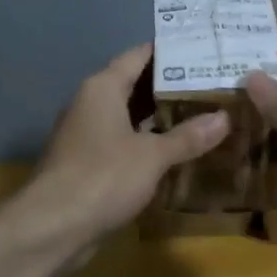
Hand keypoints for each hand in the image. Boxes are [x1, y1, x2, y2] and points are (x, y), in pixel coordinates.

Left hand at [22, 44, 230, 247]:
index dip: (170, 51)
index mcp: (103, 88)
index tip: (202, 48)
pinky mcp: (88, 163)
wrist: (52, 228)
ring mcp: (87, 135)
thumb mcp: (153, 156)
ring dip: (161, 117)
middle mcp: (91, 104)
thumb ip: (188, 136)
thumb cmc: (102, 178)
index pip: (139, 55)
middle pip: (135, 85)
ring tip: (203, 114)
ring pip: (130, 116)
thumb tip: (225, 118)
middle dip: (172, 86)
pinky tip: (178, 151)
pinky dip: (149, 143)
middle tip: (213, 84)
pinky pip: (124, 142)